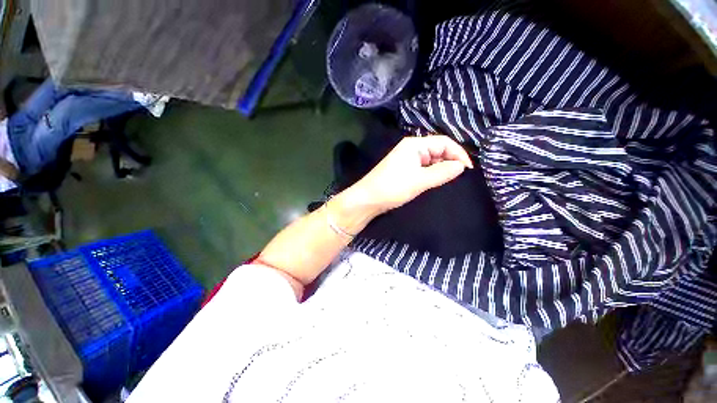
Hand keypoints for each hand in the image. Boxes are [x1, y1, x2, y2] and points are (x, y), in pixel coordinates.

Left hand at [344, 135, 472, 217]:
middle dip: (451, 160)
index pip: (444, 142)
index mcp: (415, 144)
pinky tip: (436, 180)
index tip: (468, 170)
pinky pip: (423, 167)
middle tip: (460, 176)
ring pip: (431, 159)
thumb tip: (461, 166)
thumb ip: (442, 172)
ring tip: (450, 179)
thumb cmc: (392, 187)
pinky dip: (432, 172)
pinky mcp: (403, 169)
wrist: (367, 199)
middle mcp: (411, 148)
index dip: (459, 154)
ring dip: (441, 167)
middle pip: (438, 149)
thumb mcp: (419, 180)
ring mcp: (406, 158)